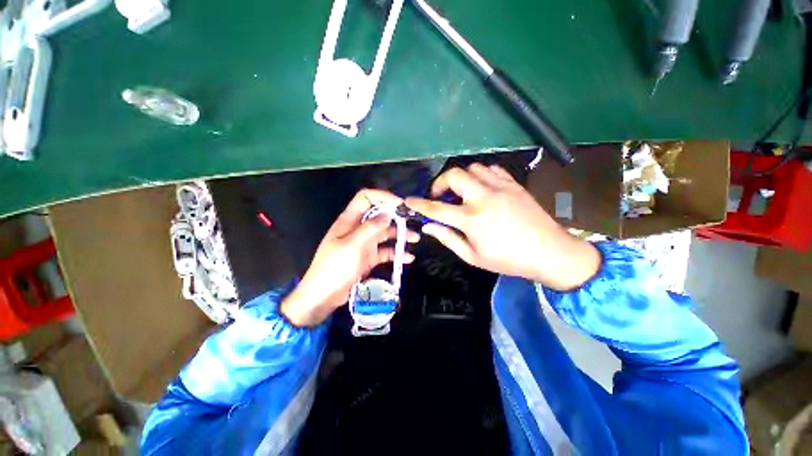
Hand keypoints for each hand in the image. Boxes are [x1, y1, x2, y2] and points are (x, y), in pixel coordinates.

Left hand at [281, 189, 418, 326]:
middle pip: (379, 215)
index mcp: (349, 220)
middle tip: (412, 221)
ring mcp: (364, 244)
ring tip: (415, 238)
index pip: (366, 198)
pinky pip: (385, 251)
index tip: (400, 204)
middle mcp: (358, 229)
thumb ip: (371, 228)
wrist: (324, 296)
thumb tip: (388, 214)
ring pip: (384, 233)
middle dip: (395, 216)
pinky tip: (408, 258)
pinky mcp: (368, 258)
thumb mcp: (353, 245)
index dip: (382, 197)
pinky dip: (396, 253)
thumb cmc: (335, 267)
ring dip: (399, 235)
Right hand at [405, 164, 599, 290]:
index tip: (409, 201)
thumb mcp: (473, 256)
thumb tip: (428, 226)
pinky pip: (491, 169)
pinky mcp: (514, 184)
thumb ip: (448, 238)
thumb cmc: (508, 259)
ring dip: (461, 179)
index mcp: (472, 219)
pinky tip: (482, 189)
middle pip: (454, 175)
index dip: (419, 204)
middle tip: (441, 196)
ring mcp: (501, 187)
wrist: (550, 252)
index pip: (437, 208)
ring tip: (462, 193)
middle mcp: (484, 197)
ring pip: (473, 168)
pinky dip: (481, 176)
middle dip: (440, 183)